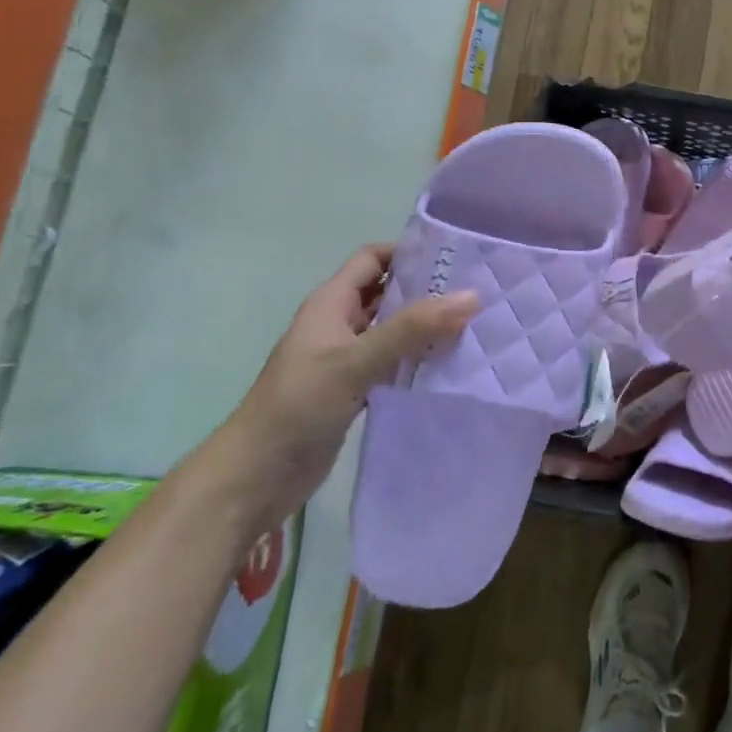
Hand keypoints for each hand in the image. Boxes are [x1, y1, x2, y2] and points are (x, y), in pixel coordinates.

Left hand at [204, 245, 477, 531]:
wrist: (254, 479)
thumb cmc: (298, 407)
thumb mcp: (355, 361)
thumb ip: (412, 328)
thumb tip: (472, 296)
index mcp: (330, 304)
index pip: (373, 259)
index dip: (409, 252)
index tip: (456, 257)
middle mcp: (339, 324)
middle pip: (387, 292)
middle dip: (427, 290)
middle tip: (477, 291)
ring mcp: (346, 359)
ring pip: (394, 329)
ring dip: (427, 326)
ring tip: (475, 325)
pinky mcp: (354, 390)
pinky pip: (394, 363)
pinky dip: (419, 359)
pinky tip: (450, 365)